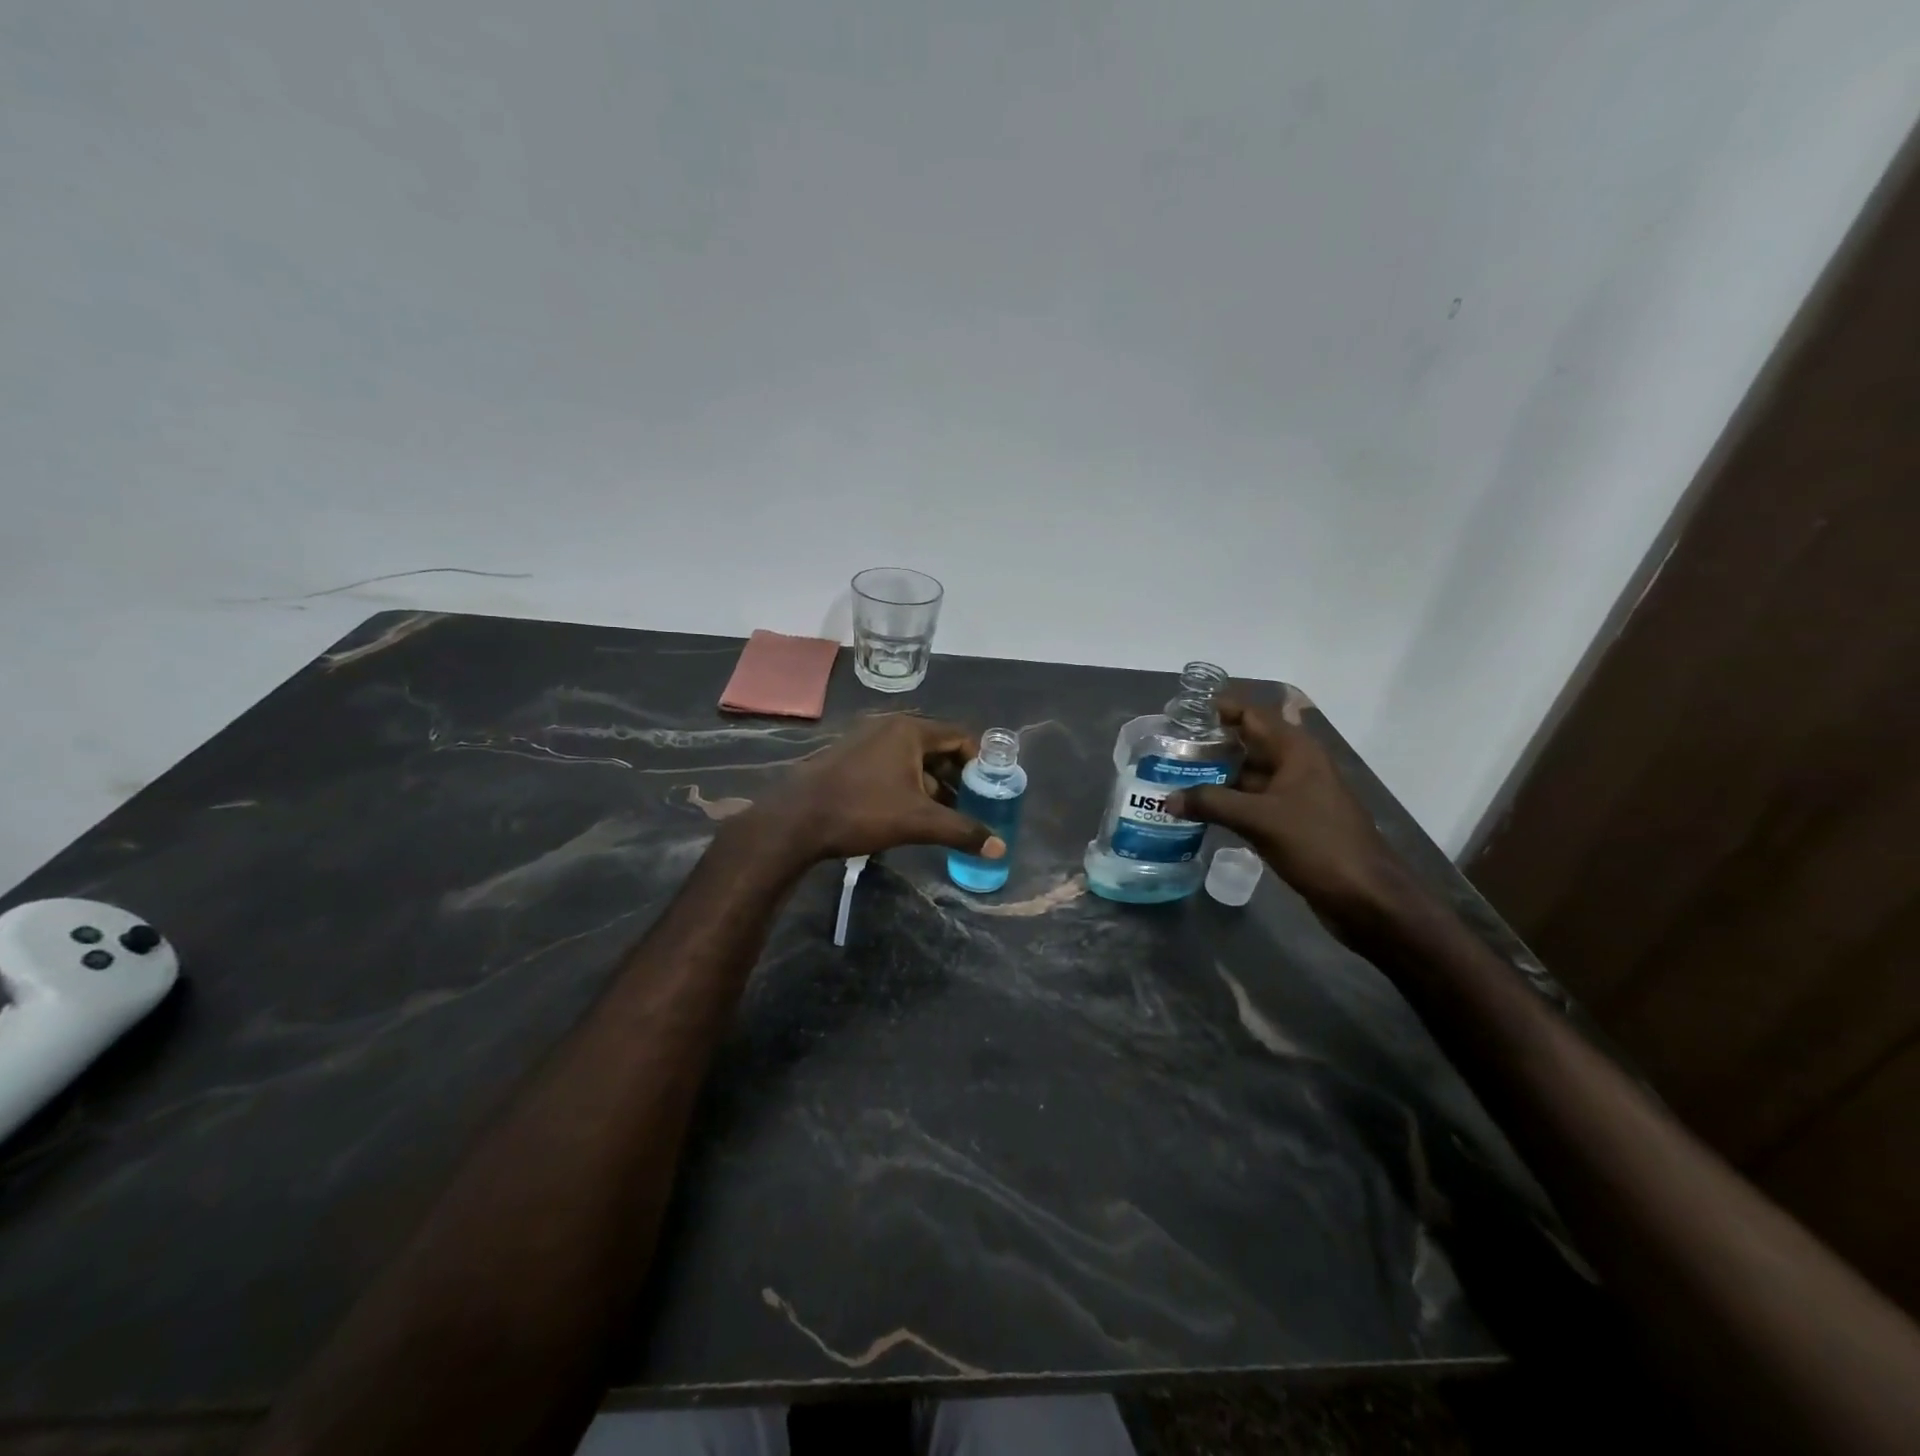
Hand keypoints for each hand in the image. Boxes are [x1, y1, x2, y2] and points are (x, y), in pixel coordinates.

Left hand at [743, 715, 1005, 865]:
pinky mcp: (850, 758)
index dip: (978, 762)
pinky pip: (891, 765)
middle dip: (956, 776)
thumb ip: (962, 831)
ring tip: (944, 815)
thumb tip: (1000, 848)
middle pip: (937, 746)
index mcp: (909, 730)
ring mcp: (866, 741)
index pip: (958, 736)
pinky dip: (907, 784)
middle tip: (971, 805)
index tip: (988, 790)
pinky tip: (910, 813)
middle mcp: (889, 727)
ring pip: (913, 758)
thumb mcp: (919, 822)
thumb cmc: (863, 811)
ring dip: (932, 783)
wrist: (796, 820)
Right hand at [1162, 697, 1406, 929]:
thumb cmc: (1317, 845)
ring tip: (1174, 779)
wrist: (1366, 897)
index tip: (1181, 714)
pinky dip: (1228, 803)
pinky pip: (1254, 803)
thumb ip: (1212, 803)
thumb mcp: (1259, 820)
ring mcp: (1296, 795)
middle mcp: (1296, 765)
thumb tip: (1168, 798)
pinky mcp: (1293, 822)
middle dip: (1210, 745)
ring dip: (1216, 777)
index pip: (1252, 715)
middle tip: (1167, 750)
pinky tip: (1199, 811)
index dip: (1218, 710)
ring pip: (1249, 776)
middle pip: (1248, 744)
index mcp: (1296, 751)